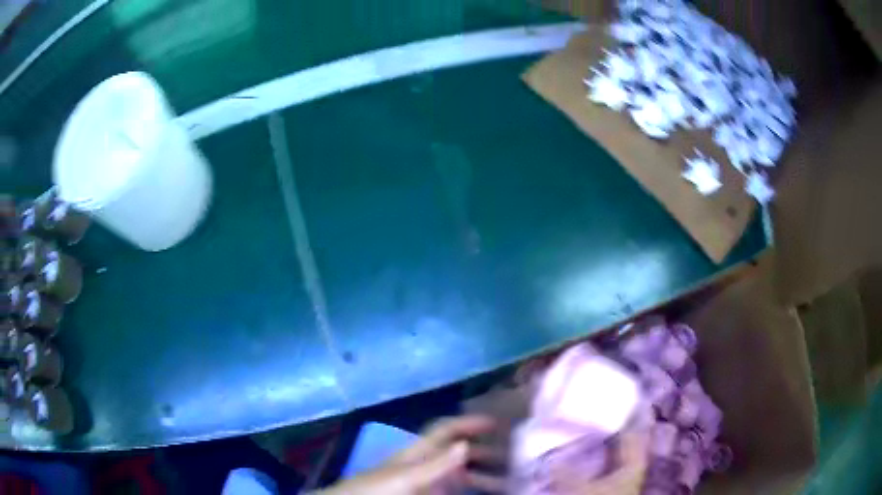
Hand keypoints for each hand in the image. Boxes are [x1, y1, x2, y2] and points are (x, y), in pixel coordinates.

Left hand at [317, 415, 505, 494]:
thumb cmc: (375, 490)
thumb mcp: (405, 478)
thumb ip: (435, 464)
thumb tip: (465, 444)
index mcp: (418, 452)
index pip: (447, 430)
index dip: (470, 422)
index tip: (500, 422)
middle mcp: (427, 465)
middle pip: (460, 453)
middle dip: (487, 452)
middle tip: (517, 454)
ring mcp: (428, 484)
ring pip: (462, 475)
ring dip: (485, 476)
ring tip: (512, 479)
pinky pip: (456, 491)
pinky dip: (472, 490)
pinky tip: (490, 493)